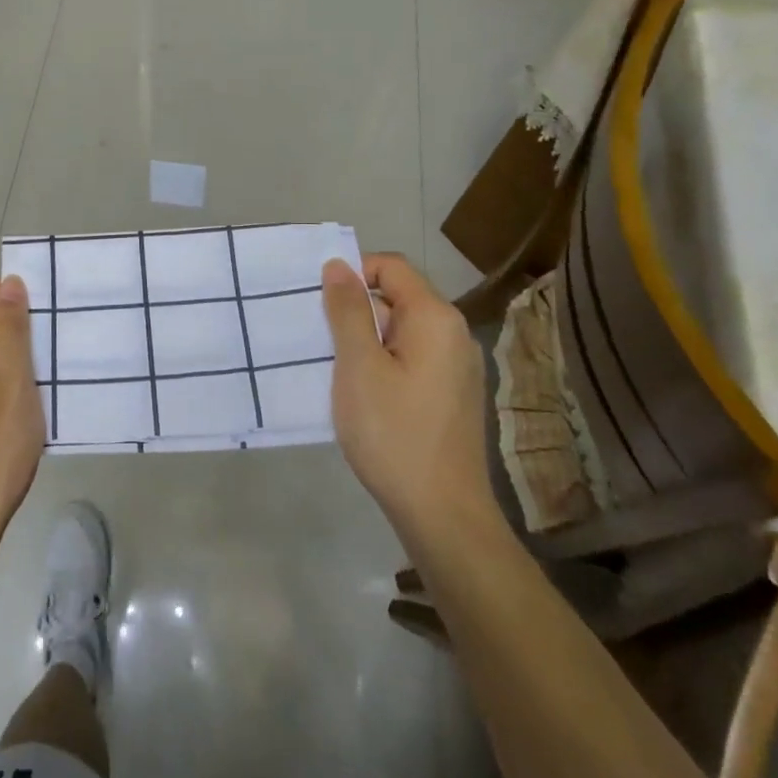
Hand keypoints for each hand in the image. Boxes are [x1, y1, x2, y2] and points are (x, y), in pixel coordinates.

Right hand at [321, 254, 494, 539]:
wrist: (441, 513)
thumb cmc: (393, 432)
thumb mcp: (358, 365)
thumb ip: (348, 310)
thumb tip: (338, 264)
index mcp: (435, 318)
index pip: (391, 267)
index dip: (352, 275)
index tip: (320, 306)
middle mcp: (454, 334)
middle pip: (397, 298)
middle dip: (355, 312)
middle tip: (320, 341)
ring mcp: (457, 367)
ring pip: (401, 332)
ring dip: (366, 341)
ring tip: (334, 370)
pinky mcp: (452, 395)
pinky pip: (411, 359)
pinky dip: (383, 364)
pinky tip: (361, 395)